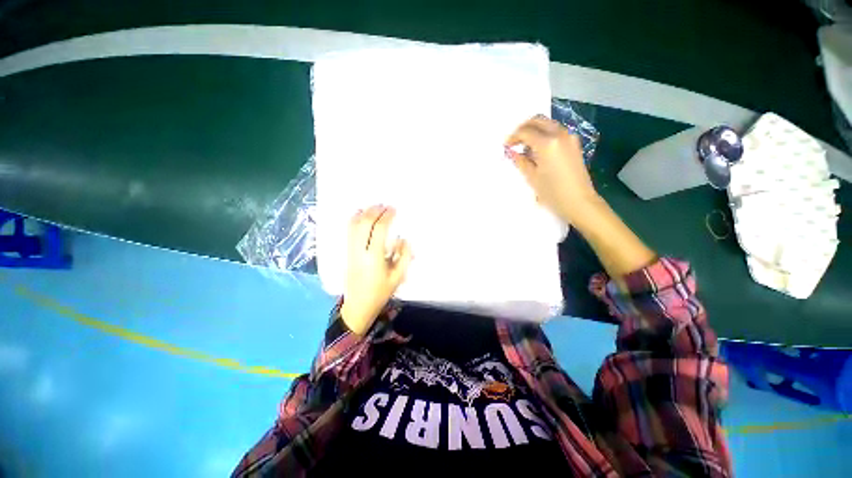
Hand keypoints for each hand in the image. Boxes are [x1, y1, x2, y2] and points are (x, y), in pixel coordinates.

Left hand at [341, 205, 412, 335]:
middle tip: (384, 206)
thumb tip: (403, 239)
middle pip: (364, 224)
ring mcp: (351, 251)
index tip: (393, 210)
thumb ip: (404, 257)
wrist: (358, 306)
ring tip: (374, 207)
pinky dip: (353, 220)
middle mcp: (360, 251)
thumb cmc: (380, 292)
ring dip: (363, 213)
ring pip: (353, 226)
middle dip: (374, 211)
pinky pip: (348, 232)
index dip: (386, 217)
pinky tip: (359, 214)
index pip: (379, 230)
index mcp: (374, 258)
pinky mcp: (347, 253)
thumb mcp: (398, 277)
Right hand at [505, 115, 599, 226]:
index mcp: (547, 143)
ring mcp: (569, 137)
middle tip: (514, 141)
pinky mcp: (574, 143)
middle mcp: (560, 134)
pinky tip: (537, 150)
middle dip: (523, 128)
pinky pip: (555, 132)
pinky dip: (544, 135)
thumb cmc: (553, 193)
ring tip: (524, 147)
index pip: (526, 131)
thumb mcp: (532, 178)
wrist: (579, 202)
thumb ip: (520, 161)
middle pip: (538, 121)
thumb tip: (512, 152)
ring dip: (534, 130)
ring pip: (547, 124)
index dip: (513, 137)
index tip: (506, 146)